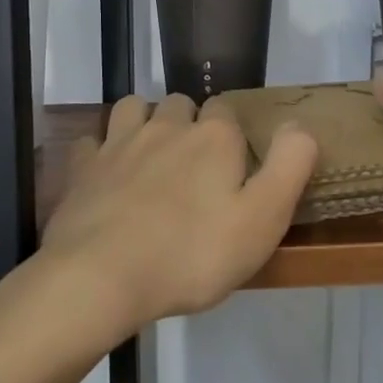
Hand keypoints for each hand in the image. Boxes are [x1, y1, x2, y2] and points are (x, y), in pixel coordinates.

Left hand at [42, 93, 317, 330]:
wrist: (100, 279)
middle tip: (195, 164)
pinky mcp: (83, 168)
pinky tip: (107, 173)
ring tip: (152, 155)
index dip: (232, 133)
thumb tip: (299, 126)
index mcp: (214, 138)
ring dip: (145, 121)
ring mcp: (119, 144)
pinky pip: (91, 141)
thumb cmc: (192, 253)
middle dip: (189, 123)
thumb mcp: (264, 218)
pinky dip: (101, 150)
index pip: (226, 110)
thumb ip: (290, 166)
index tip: (234, 164)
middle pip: (181, 104)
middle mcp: (167, 127)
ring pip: (134, 108)